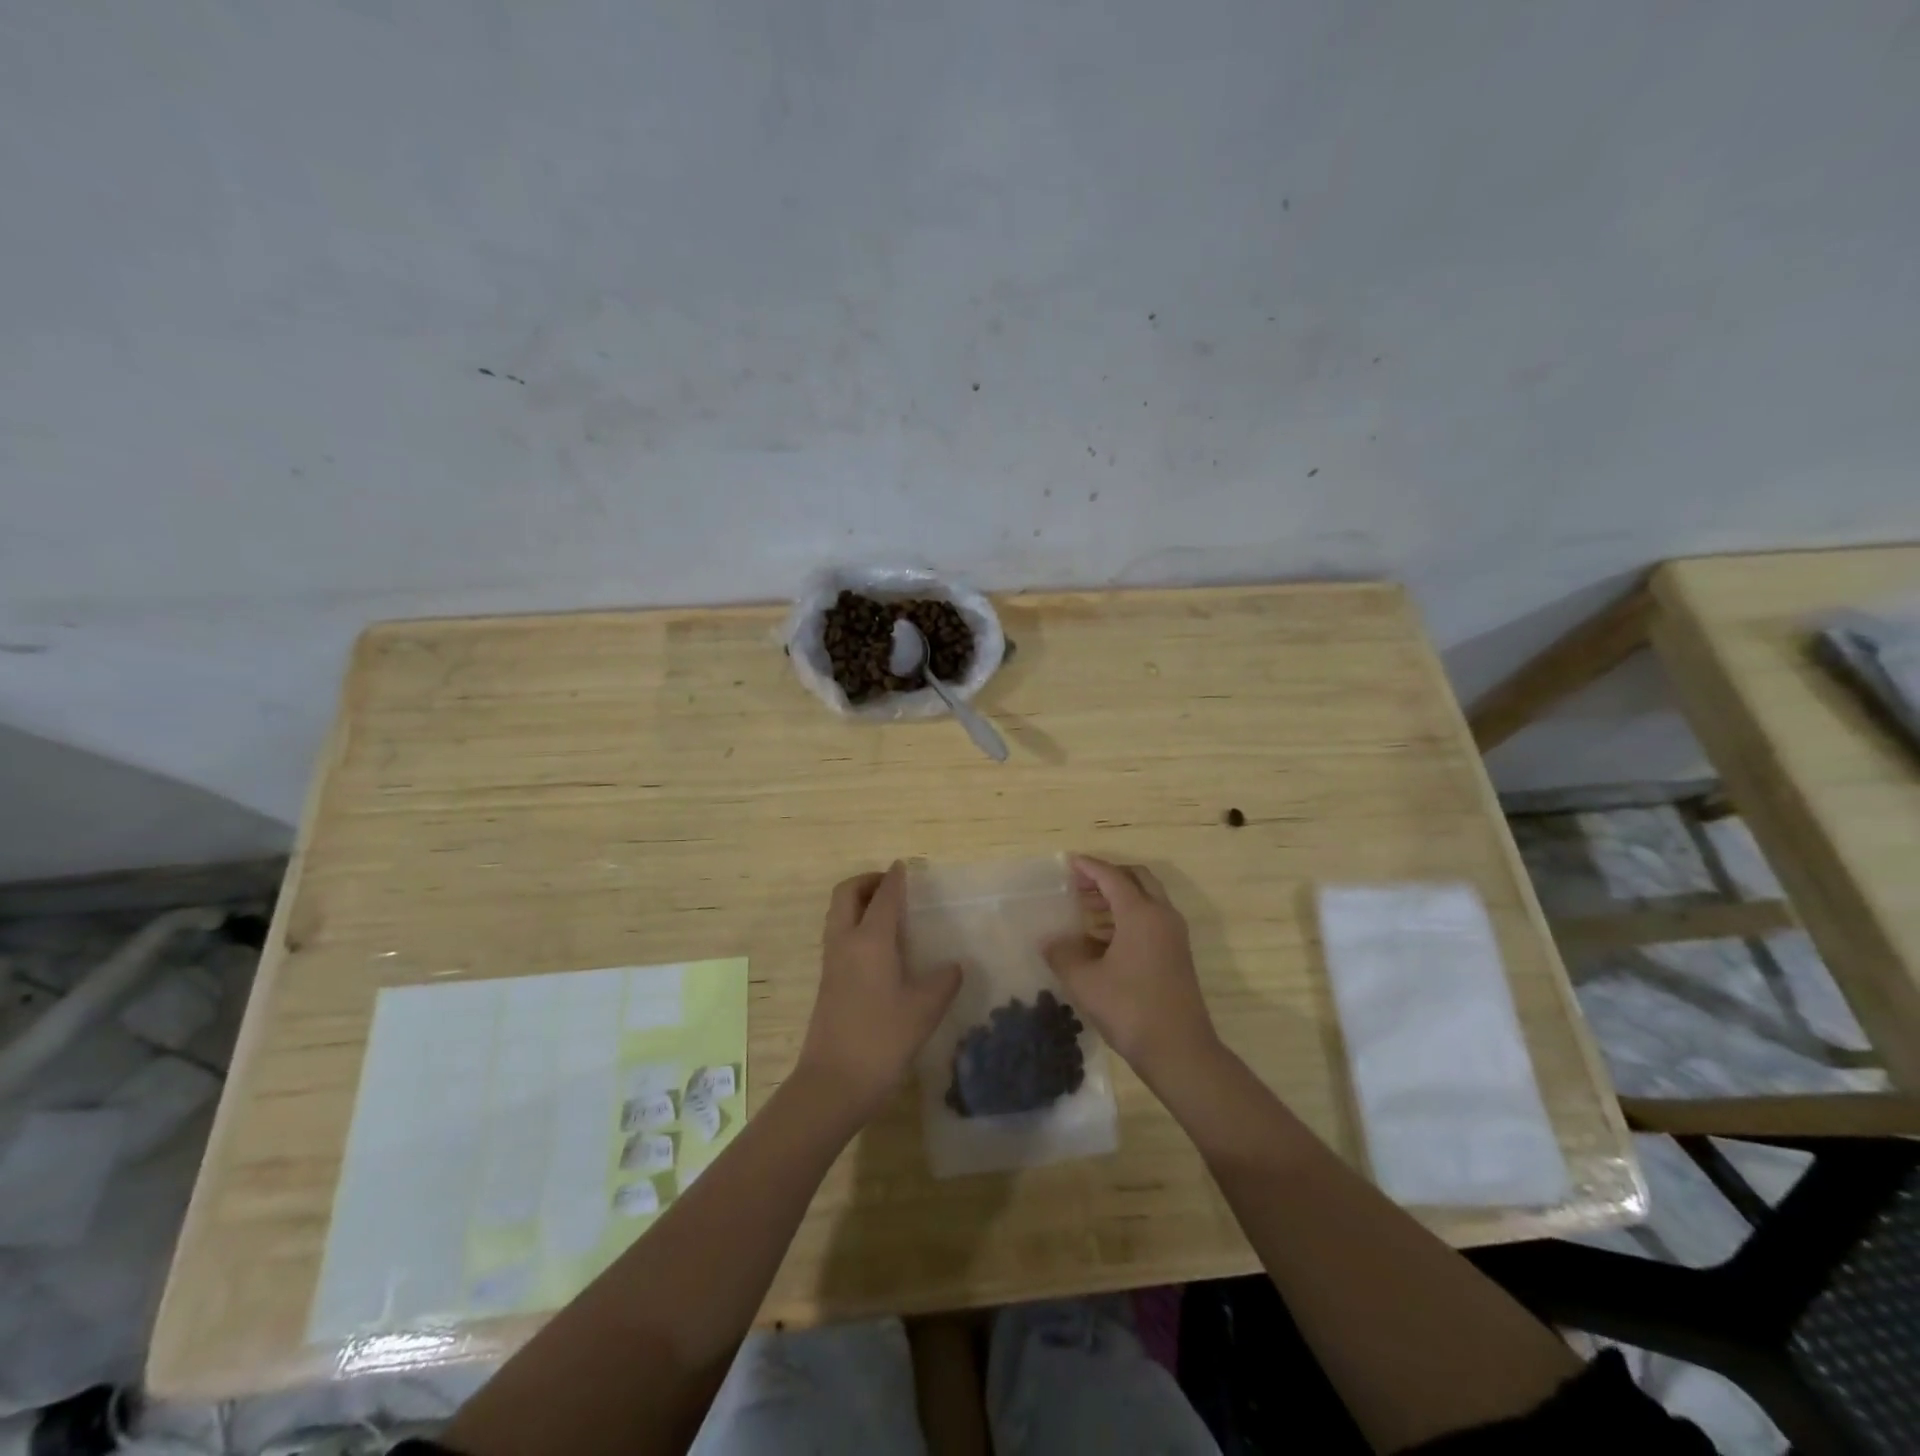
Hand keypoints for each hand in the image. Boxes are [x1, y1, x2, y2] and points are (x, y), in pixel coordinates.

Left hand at [795, 863, 961, 1124]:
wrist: (833, 1083)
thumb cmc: (881, 1039)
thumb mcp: (924, 1010)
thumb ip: (943, 982)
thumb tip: (954, 967)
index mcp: (870, 940)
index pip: (884, 896)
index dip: (895, 879)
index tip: (905, 867)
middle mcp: (845, 942)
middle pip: (846, 894)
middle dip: (867, 882)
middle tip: (891, 887)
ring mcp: (832, 962)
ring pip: (838, 915)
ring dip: (858, 903)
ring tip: (888, 914)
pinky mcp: (827, 982)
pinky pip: (839, 936)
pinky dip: (855, 926)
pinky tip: (880, 949)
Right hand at [1045, 856, 1218, 1079]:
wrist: (1179, 1051)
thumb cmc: (1130, 1009)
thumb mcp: (1085, 982)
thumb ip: (1062, 955)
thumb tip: (1048, 941)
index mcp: (1141, 913)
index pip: (1112, 877)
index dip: (1089, 867)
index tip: (1068, 862)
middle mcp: (1162, 916)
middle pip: (1136, 879)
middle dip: (1108, 876)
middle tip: (1080, 884)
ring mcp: (1174, 935)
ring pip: (1146, 899)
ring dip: (1118, 898)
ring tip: (1085, 910)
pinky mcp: (1176, 954)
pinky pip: (1151, 919)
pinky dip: (1128, 917)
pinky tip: (1102, 938)